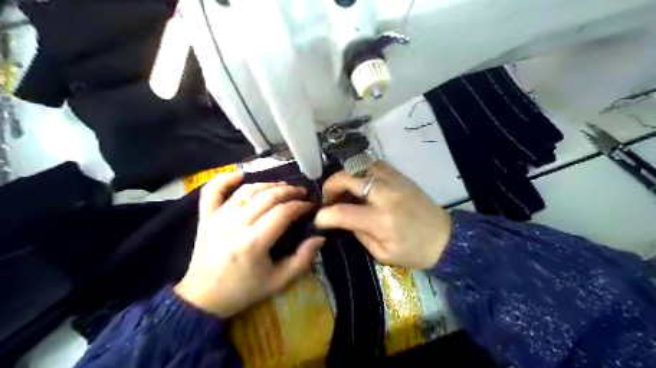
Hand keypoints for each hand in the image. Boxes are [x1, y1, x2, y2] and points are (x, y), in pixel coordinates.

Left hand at [176, 171, 324, 316]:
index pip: (283, 212)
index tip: (310, 206)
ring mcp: (217, 219)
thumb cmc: (244, 290)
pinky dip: (225, 179)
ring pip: (246, 191)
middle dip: (288, 191)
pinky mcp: (205, 218)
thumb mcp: (279, 281)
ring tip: (281, 187)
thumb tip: (320, 238)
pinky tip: (240, 175)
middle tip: (301, 193)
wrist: (203, 298)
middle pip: (266, 197)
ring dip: (267, 184)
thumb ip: (303, 260)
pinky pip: (212, 191)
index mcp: (254, 242)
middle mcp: (235, 225)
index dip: (300, 205)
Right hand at [316, 163, 451, 267]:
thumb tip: (342, 219)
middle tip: (328, 198)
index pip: (342, 212)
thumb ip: (359, 234)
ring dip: (346, 175)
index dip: (324, 215)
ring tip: (344, 189)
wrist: (446, 239)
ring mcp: (395, 181)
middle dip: (330, 186)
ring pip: (361, 165)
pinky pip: (375, 164)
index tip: (319, 219)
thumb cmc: (414, 252)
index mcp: (381, 221)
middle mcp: (386, 196)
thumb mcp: (383, 254)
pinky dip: (362, 170)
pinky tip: (360, 182)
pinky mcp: (401, 176)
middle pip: (348, 177)